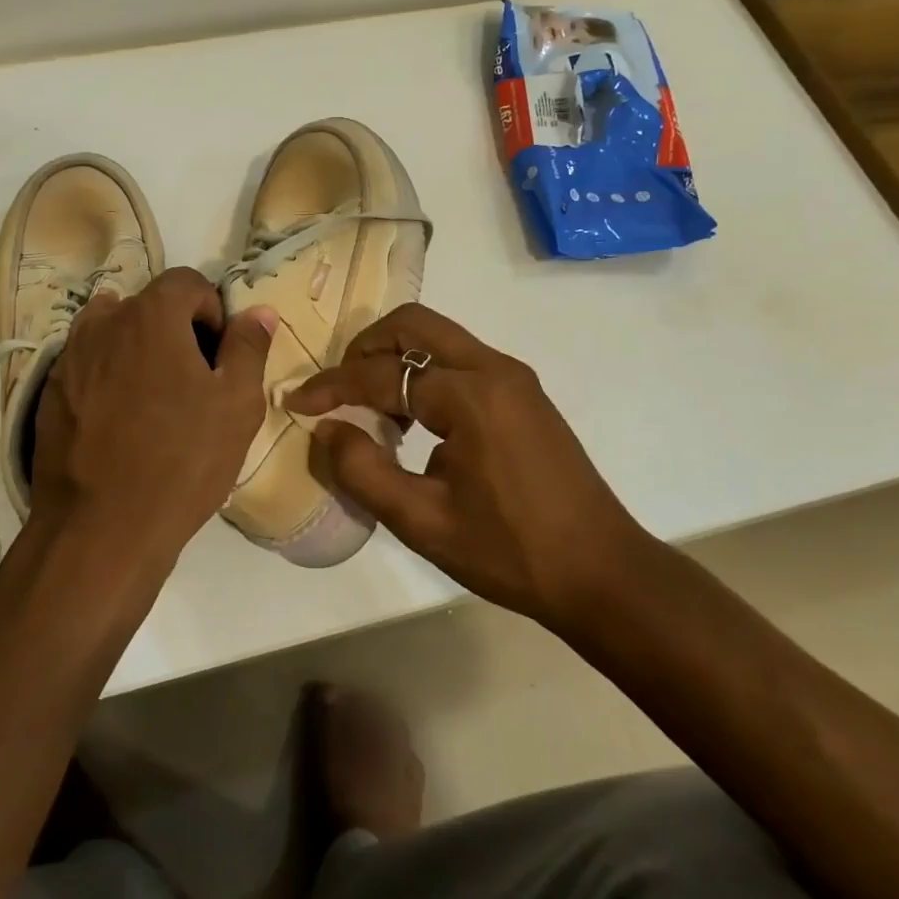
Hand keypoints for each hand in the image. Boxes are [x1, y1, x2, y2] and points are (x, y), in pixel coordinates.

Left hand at [28, 268, 274, 582]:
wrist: (101, 528)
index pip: (188, 282)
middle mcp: (103, 322)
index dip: (213, 312)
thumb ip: (248, 347)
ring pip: (115, 334)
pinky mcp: (50, 391)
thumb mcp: (236, 404)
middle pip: (149, 305)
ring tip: (156, 401)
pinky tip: (122, 423)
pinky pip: (89, 366)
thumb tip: (258, 311)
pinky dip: (110, 377)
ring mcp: (69, 357)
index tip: (219, 356)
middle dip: (177, 331)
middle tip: (194, 383)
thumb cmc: (182, 461)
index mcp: (150, 315)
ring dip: (140, 351)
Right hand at [287, 305, 646, 625]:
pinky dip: (423, 374)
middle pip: (413, 325)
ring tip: (372, 409)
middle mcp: (494, 369)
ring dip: (395, 359)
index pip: (382, 374)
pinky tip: (414, 422)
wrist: (602, 573)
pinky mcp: (524, 394)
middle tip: (339, 389)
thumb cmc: (509, 552)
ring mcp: (514, 378)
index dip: (332, 386)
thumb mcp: (422, 522)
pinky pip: (459, 361)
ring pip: (438, 338)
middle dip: (365, 348)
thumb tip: (326, 429)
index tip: (296, 401)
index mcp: (471, 396)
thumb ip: (363, 471)